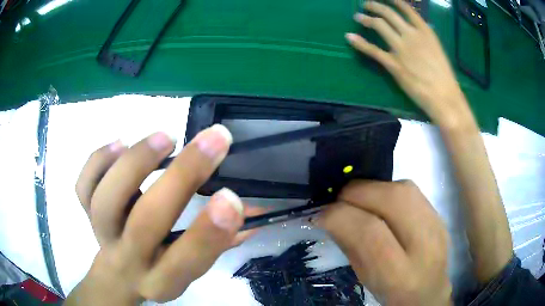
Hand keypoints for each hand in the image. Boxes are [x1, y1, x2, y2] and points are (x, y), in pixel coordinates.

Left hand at [67, 125, 258, 304]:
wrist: (119, 274)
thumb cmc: (161, 267)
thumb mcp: (192, 265)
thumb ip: (222, 241)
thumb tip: (258, 212)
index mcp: (163, 279)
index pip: (186, 262)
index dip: (208, 233)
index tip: (232, 196)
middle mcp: (129, 259)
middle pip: (147, 224)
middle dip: (183, 178)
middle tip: (215, 139)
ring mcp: (102, 235)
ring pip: (106, 202)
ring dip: (135, 164)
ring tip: (166, 138)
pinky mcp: (86, 214)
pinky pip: (83, 188)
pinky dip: (97, 161)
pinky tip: (119, 143)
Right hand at [316, 180, 451, 305]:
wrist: (430, 291)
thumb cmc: (392, 293)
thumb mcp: (365, 279)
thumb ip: (350, 245)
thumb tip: (328, 214)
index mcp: (401, 275)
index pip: (370, 233)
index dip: (339, 216)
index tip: (319, 214)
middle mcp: (426, 245)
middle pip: (392, 200)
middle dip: (357, 193)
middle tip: (338, 201)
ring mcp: (437, 225)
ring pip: (403, 188)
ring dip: (372, 188)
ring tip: (357, 200)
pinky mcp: (438, 213)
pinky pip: (410, 189)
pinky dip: (387, 189)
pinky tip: (379, 202)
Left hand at [347, 0, 470, 124]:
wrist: (444, 97)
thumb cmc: (443, 76)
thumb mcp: (437, 48)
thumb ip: (424, 36)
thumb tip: (415, 27)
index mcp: (424, 31)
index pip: (405, 8)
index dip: (392, 0)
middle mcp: (411, 35)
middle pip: (388, 13)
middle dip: (374, 6)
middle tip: (366, 4)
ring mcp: (401, 49)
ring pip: (379, 25)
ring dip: (366, 19)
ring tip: (358, 17)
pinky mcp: (393, 64)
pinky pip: (373, 50)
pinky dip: (359, 42)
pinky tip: (349, 37)